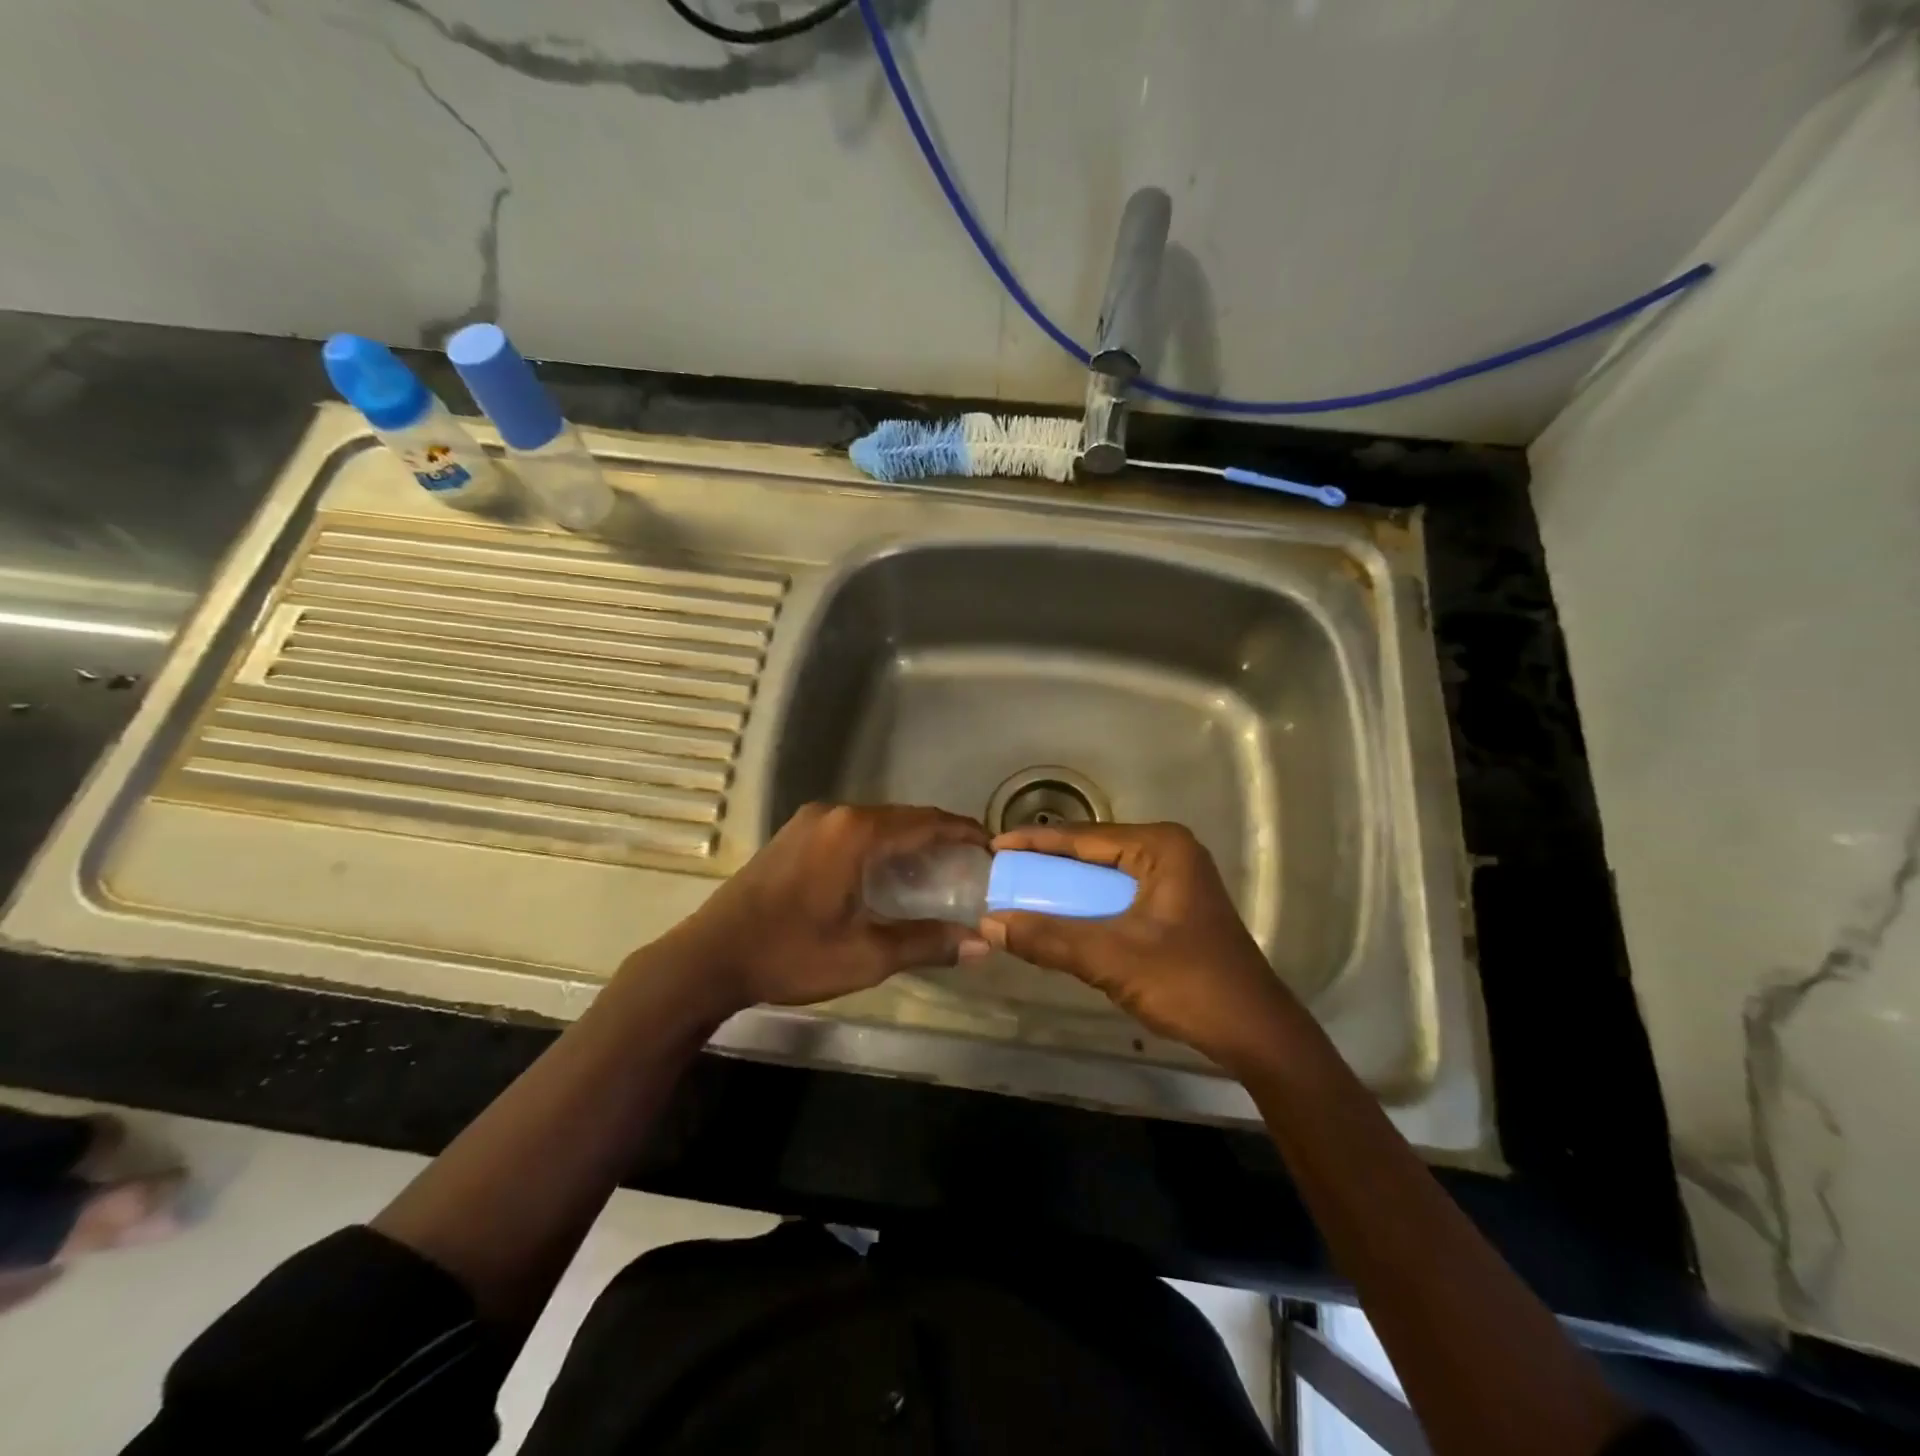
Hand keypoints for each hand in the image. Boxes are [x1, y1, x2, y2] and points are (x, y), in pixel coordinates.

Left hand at [665, 803, 990, 1013]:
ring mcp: (809, 821)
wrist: (709, 957)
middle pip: (902, 818)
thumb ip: (926, 943)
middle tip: (968, 864)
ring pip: (875, 823)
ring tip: (934, 870)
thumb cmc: (790, 954)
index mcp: (856, 833)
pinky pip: (850, 830)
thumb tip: (981, 944)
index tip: (992, 846)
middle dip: (938, 837)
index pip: (926, 822)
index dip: (963, 832)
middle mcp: (835, 814)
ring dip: (906, 841)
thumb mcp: (864, 955)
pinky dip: (877, 844)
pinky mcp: (793, 834)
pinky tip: (884, 873)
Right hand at [980, 822, 1300, 1071]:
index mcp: (1161, 847)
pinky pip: (1119, 898)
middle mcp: (1169, 853)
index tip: (994, 845)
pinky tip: (1060, 920)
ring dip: (1067, 889)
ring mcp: (1175, 881)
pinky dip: (1089, 908)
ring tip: (1021, 893)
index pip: (1084, 837)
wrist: (1256, 1034)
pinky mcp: (1175, 909)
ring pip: (1105, 878)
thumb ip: (1051, 939)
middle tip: (1003, 872)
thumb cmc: (1189, 984)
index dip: (1035, 841)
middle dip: (1048, 864)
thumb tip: (990, 923)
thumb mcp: (1112, 958)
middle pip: (1094, 853)